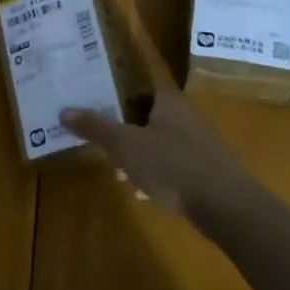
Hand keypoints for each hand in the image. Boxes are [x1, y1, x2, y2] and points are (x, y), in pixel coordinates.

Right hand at [62, 83, 251, 226]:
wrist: (226, 205)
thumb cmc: (172, 165)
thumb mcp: (125, 145)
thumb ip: (95, 126)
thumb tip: (64, 110)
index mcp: (168, 100)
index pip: (140, 85)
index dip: (117, 91)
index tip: (94, 100)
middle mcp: (187, 114)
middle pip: (149, 112)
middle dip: (124, 124)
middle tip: (99, 135)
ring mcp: (200, 142)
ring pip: (160, 138)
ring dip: (139, 149)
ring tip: (115, 165)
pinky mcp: (207, 168)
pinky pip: (173, 161)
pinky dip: (156, 169)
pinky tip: (143, 188)